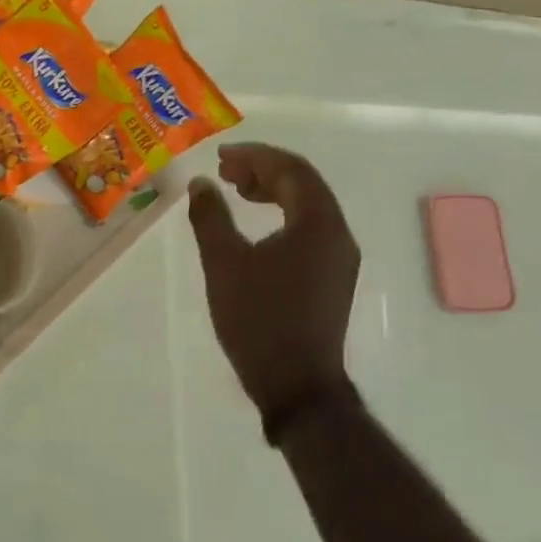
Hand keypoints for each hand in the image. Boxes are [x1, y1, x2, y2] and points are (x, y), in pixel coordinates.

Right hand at [187, 143, 362, 424]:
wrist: (297, 385)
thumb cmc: (259, 320)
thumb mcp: (224, 263)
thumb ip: (210, 216)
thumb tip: (201, 183)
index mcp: (318, 223)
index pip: (291, 170)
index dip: (255, 156)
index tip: (221, 157)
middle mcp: (338, 234)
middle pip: (304, 183)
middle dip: (263, 169)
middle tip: (225, 171)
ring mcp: (339, 257)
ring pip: (309, 205)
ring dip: (273, 190)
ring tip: (237, 191)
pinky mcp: (332, 277)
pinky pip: (310, 228)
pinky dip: (283, 215)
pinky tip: (258, 227)